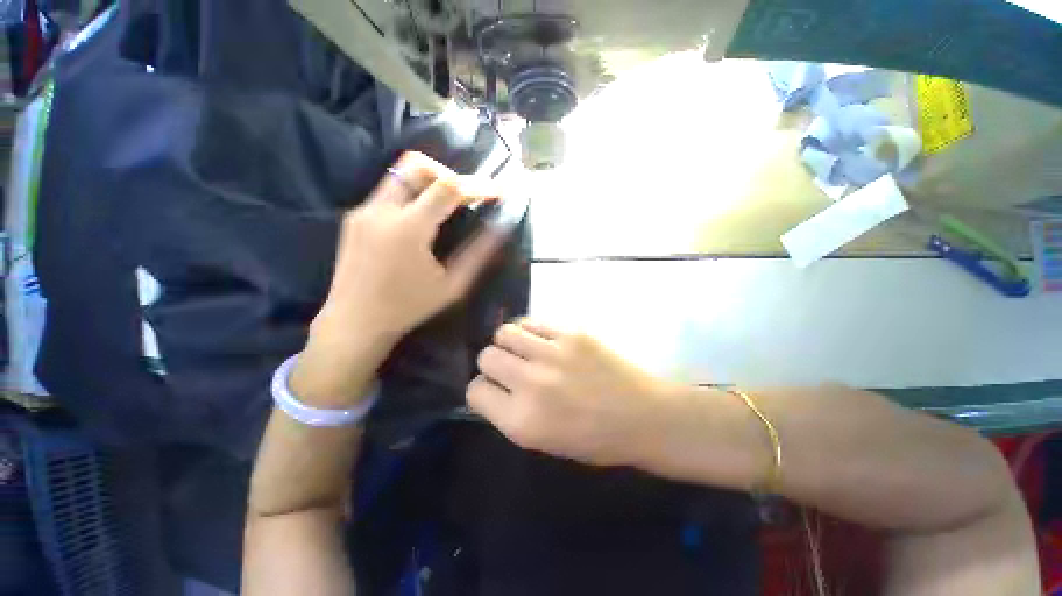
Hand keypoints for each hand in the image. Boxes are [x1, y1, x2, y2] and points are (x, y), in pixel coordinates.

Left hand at [294, 152, 503, 404]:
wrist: (355, 322)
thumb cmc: (409, 307)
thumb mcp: (453, 285)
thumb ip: (479, 253)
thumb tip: (501, 228)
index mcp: (408, 228)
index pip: (448, 187)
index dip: (477, 185)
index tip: (496, 191)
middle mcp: (381, 210)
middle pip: (416, 164)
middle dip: (449, 173)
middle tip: (466, 195)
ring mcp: (363, 211)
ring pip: (400, 174)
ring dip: (429, 182)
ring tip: (448, 206)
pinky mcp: (354, 217)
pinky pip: (388, 192)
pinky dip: (413, 195)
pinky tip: (422, 219)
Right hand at [467, 320, 677, 466]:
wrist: (643, 415)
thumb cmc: (595, 438)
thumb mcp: (543, 441)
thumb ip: (510, 414)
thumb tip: (492, 386)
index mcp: (522, 421)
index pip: (475, 392)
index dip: (482, 389)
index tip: (495, 388)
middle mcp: (531, 384)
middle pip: (486, 357)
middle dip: (492, 363)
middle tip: (510, 367)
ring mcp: (552, 353)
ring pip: (504, 332)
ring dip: (508, 342)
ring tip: (523, 349)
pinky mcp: (571, 333)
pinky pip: (532, 321)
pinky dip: (530, 330)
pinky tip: (541, 339)